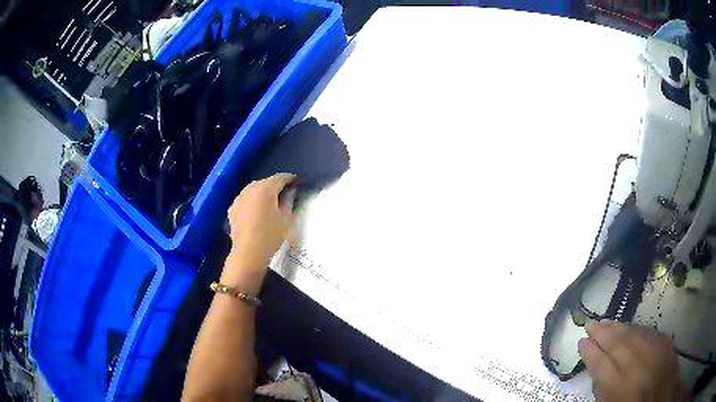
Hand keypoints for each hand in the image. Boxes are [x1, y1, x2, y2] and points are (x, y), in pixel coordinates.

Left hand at [223, 173, 295, 291]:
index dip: (290, 178)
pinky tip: (256, 211)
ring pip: (253, 190)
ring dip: (262, 193)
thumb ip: (289, 201)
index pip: (280, 178)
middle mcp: (250, 189)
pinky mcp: (232, 209)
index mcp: (265, 189)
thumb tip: (289, 193)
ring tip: (269, 202)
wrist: (248, 253)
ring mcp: (239, 198)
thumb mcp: (286, 219)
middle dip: (275, 185)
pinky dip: (252, 202)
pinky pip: (245, 200)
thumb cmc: (270, 235)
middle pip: (265, 182)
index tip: (296, 181)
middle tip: (284, 193)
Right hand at [578, 320, 687, 401]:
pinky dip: (636, 329)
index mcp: (619, 388)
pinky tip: (629, 326)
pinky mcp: (665, 342)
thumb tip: (597, 372)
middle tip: (590, 322)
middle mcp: (637, 367)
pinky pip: (648, 332)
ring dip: (618, 327)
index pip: (600, 365)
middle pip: (617, 344)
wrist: (662, 398)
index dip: (590, 352)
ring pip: (633, 334)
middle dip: (602, 333)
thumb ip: (604, 392)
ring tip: (606, 320)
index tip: (581, 342)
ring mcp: (653, 351)